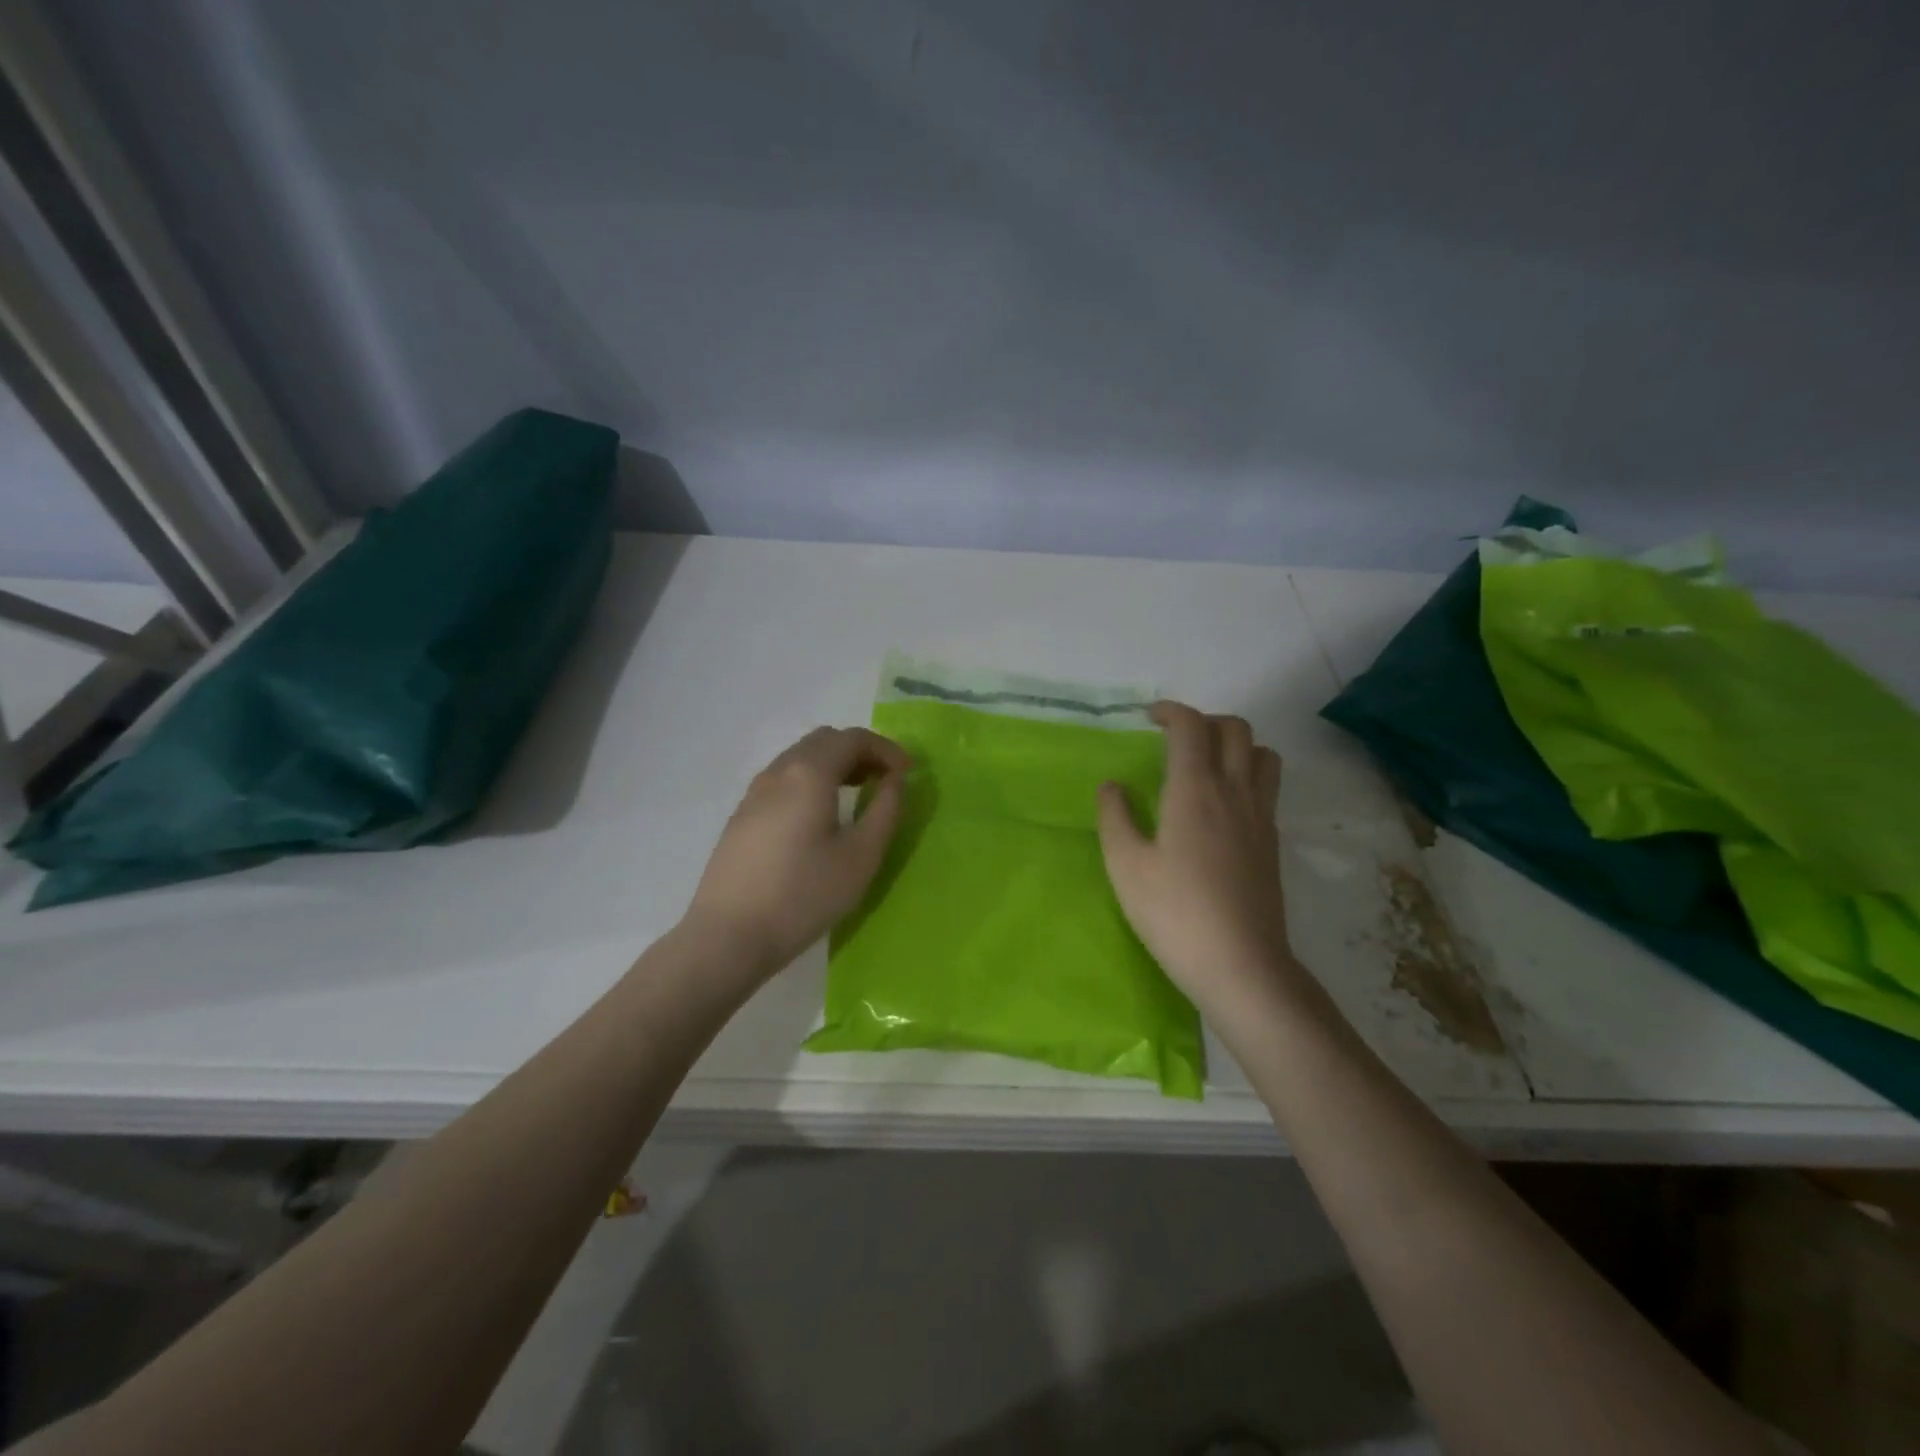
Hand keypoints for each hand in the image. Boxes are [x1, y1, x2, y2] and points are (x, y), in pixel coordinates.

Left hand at [683, 726, 909, 977]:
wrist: (728, 936)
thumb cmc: (804, 895)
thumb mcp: (861, 856)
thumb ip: (886, 810)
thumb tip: (895, 780)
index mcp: (809, 772)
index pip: (853, 738)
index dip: (887, 749)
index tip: (909, 773)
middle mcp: (778, 771)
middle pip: (824, 741)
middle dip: (860, 752)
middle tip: (885, 781)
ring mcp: (754, 793)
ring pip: (800, 758)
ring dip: (834, 765)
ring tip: (857, 795)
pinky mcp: (742, 816)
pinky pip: (783, 780)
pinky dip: (811, 781)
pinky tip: (820, 817)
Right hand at [1097, 702, 1294, 1012]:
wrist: (1241, 965)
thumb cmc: (1174, 913)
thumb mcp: (1126, 866)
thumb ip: (1115, 817)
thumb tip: (1113, 786)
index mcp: (1196, 789)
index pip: (1192, 726)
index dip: (1171, 711)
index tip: (1150, 717)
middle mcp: (1235, 791)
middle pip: (1236, 729)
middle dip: (1205, 720)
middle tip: (1175, 739)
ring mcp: (1261, 816)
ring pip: (1262, 754)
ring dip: (1235, 744)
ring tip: (1206, 764)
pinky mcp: (1272, 842)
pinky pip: (1267, 786)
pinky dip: (1247, 774)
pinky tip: (1222, 806)